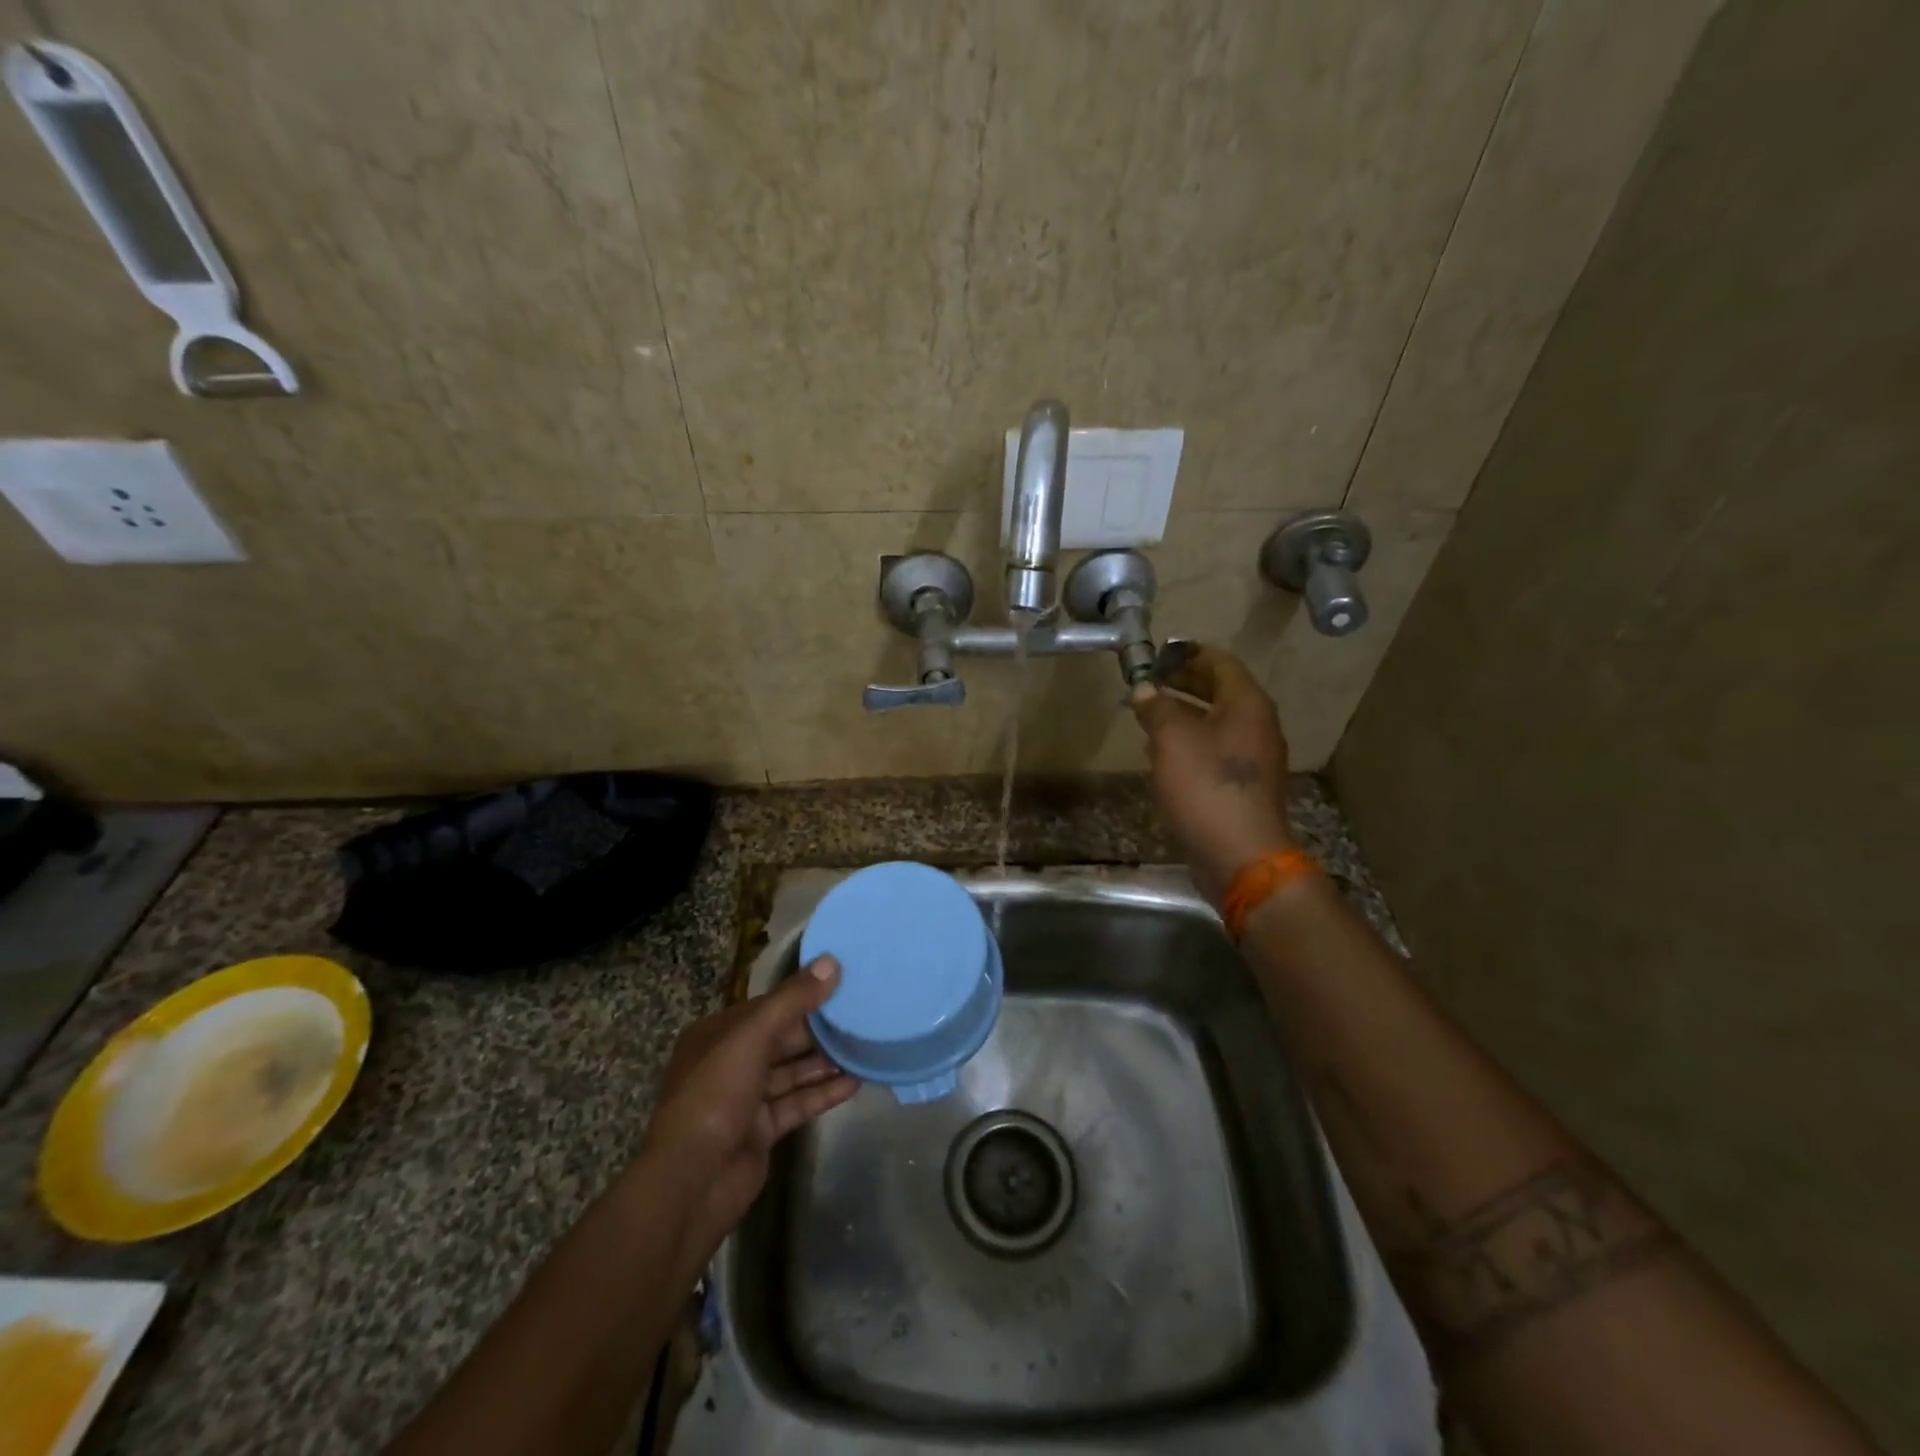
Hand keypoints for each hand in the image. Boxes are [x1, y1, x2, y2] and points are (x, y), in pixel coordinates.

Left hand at [639, 957, 857, 1256]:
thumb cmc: (715, 1096)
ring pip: (792, 1072)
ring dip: (825, 1061)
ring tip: (865, 1045)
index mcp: (717, 1035)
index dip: (803, 995)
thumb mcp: (752, 1037)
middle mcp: (729, 1063)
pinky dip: (823, 1092)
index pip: (767, 1006)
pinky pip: (797, 1103)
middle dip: (819, 1029)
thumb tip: (832, 962)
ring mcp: (745, 1099)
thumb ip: (793, 1000)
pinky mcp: (761, 1130)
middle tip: (862, 1014)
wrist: (691, 1184)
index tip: (842, 983)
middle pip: (782, 1038)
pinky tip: (855, 1082)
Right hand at [1130, 644, 1292, 904]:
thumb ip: (1157, 708)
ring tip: (1150, 712)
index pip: (1221, 662)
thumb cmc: (1206, 787)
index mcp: (1248, 705)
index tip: (1160, 653)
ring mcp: (1254, 758)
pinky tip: (1162, 752)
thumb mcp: (1172, 739)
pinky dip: (1190, 741)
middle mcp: (1257, 726)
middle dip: (1185, 682)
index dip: (1189, 653)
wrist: (1239, 855)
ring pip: (1217, 722)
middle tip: (1152, 679)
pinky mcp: (1243, 786)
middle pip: (1221, 691)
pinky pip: (1215, 749)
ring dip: (1185, 713)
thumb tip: (1146, 689)